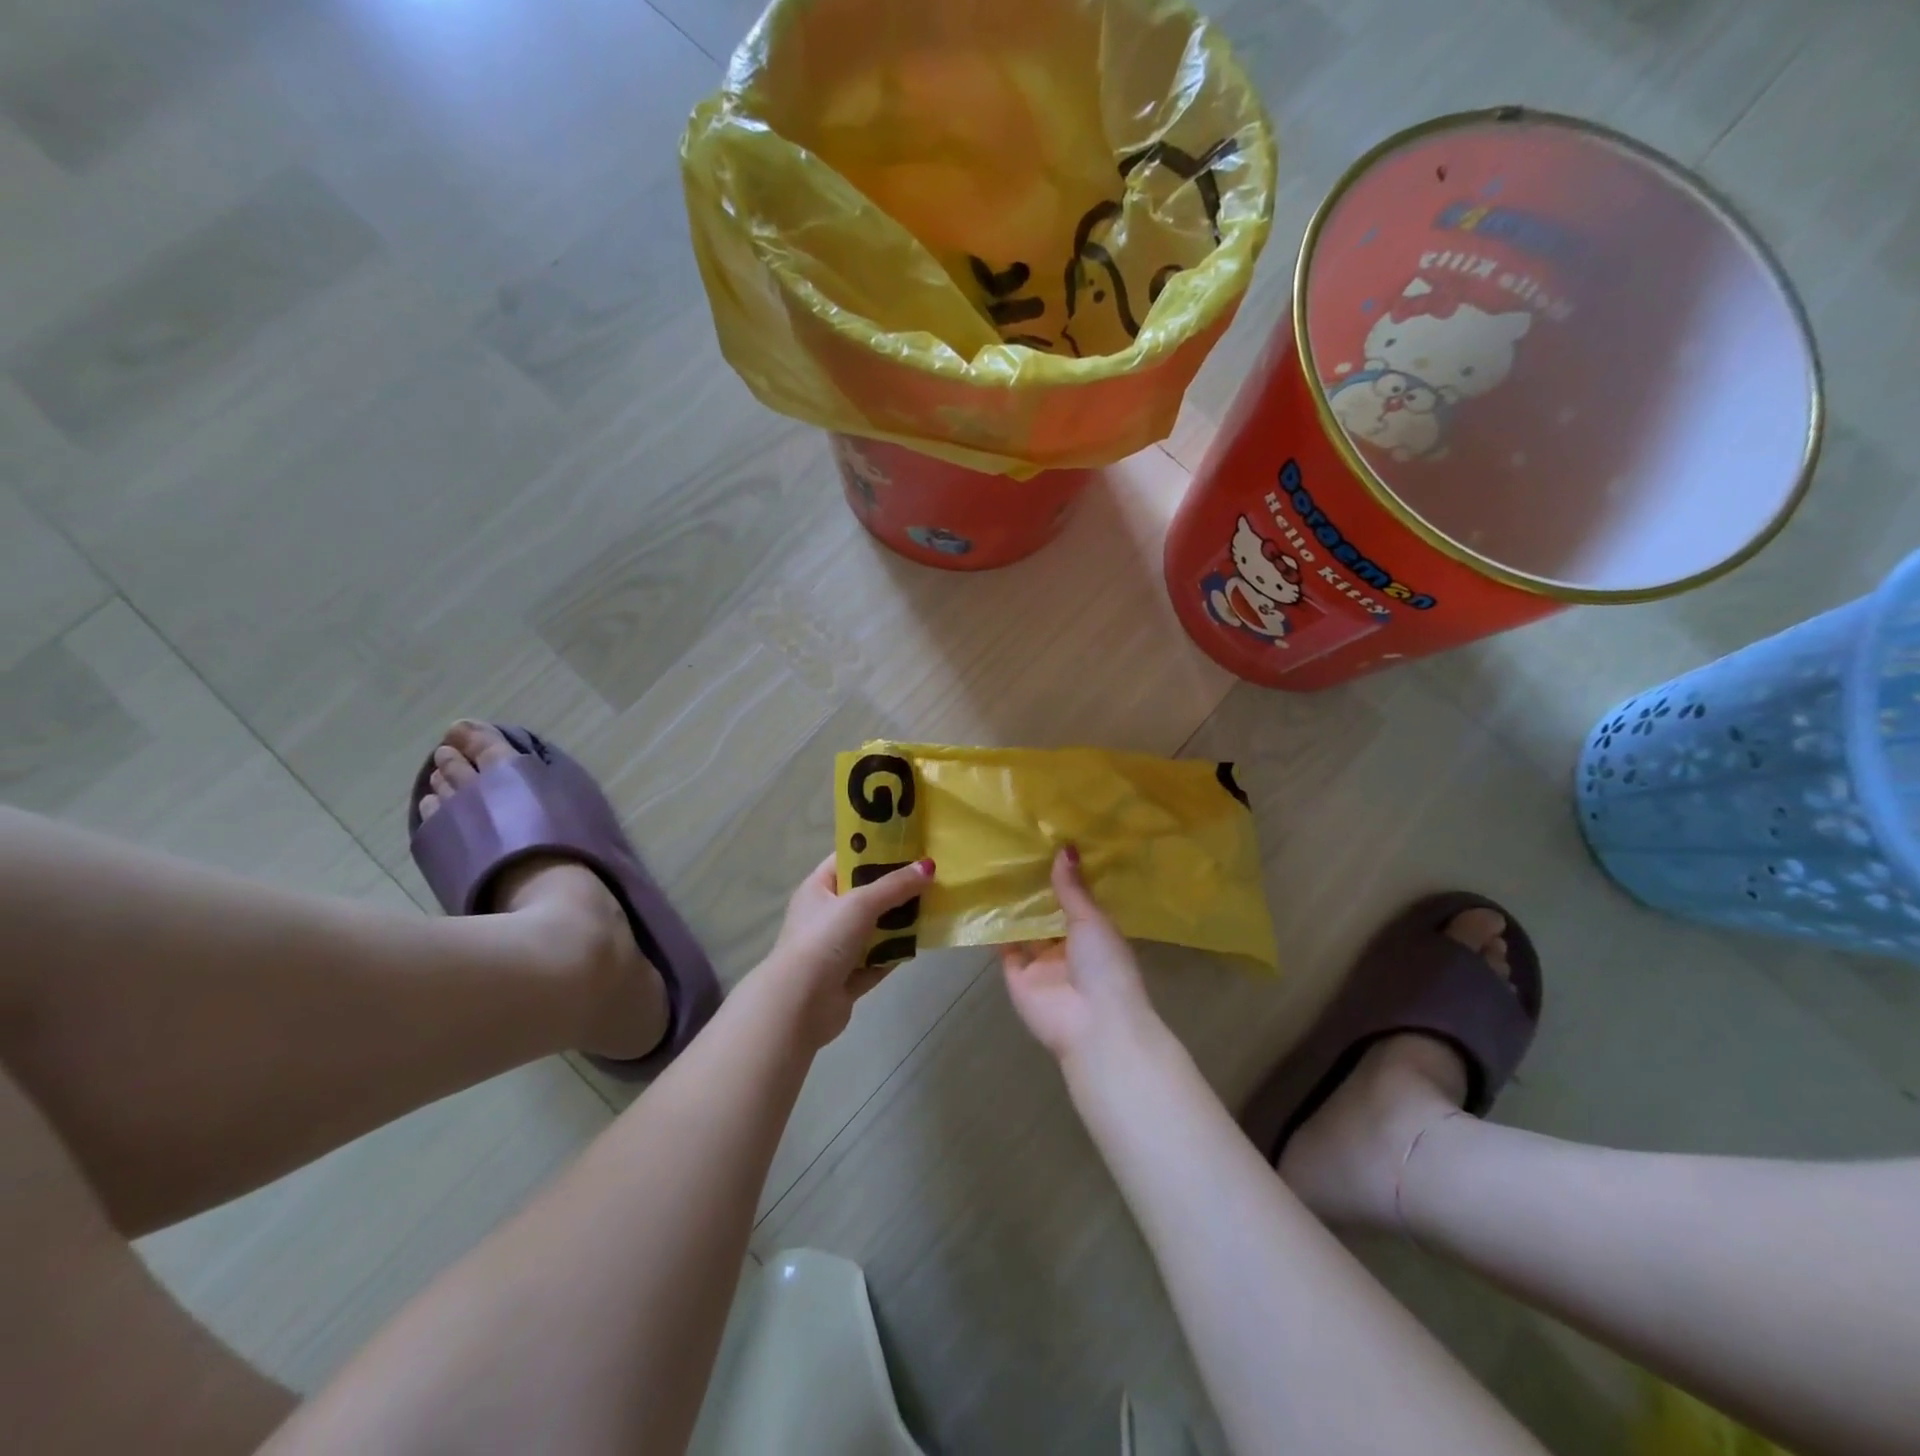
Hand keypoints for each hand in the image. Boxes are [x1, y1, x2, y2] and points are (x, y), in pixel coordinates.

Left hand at [760, 854, 932, 1047]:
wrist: (798, 1006)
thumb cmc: (823, 941)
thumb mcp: (860, 903)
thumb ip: (895, 886)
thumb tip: (930, 866)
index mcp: (818, 889)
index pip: (848, 860)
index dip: (876, 850)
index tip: (909, 844)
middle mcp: (825, 916)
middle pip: (866, 895)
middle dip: (895, 888)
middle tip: (929, 877)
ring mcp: (836, 949)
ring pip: (874, 929)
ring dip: (899, 922)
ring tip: (933, 907)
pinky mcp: (848, 978)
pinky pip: (878, 960)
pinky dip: (895, 954)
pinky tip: (921, 945)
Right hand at [1001, 847, 1161, 1071]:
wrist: (1092, 1023)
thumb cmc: (1104, 965)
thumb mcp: (1092, 919)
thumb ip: (1073, 888)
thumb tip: (1065, 847)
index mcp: (1095, 935)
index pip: (1077, 902)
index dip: (1064, 878)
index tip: (1047, 844)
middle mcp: (1069, 949)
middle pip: (1049, 916)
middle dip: (1036, 891)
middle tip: (1015, 850)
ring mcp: (1042, 965)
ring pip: (1025, 931)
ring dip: (1014, 909)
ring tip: (994, 869)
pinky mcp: (1018, 978)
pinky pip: (1004, 950)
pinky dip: (994, 931)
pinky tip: (981, 902)